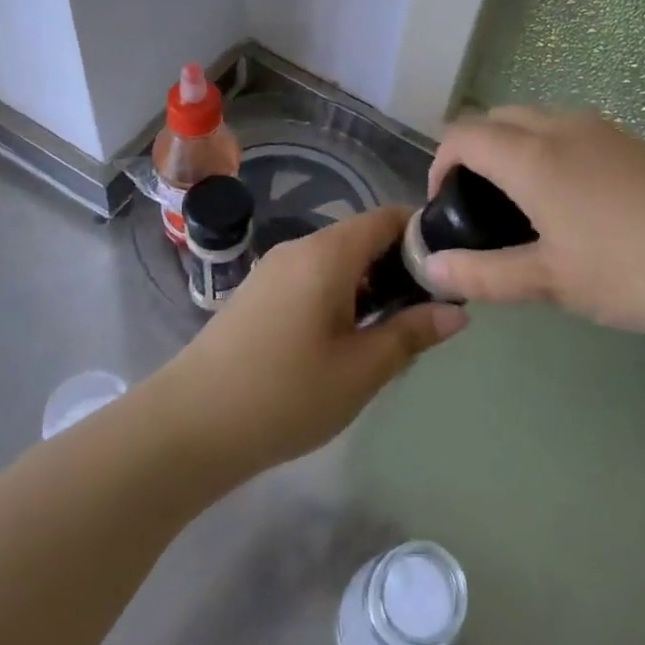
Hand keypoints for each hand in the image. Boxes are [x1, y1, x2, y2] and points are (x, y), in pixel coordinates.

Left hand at [153, 206, 466, 477]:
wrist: (187, 427)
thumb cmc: (285, 394)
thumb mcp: (361, 370)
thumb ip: (412, 333)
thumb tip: (457, 310)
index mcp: (327, 253)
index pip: (388, 217)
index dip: (423, 235)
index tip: (449, 270)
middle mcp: (299, 248)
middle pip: (362, 238)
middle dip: (399, 266)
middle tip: (427, 311)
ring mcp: (273, 270)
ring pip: (337, 261)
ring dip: (369, 285)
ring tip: (391, 332)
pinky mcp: (257, 294)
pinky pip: (312, 278)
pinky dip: (340, 296)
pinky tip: (345, 341)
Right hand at [422, 108, 644, 362]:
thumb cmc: (633, 273)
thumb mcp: (551, 282)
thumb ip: (484, 274)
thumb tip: (430, 268)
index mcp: (533, 154)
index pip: (464, 134)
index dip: (441, 165)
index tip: (446, 209)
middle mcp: (565, 127)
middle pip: (500, 119)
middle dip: (477, 153)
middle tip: (482, 209)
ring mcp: (607, 131)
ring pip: (539, 122)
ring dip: (516, 150)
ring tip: (526, 209)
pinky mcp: (638, 144)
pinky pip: (574, 133)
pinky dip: (552, 153)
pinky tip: (577, 207)